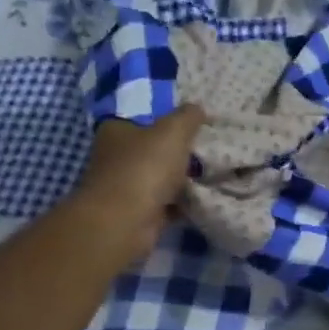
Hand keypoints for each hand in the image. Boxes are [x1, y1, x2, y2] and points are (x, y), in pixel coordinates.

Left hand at [70, 106, 205, 265]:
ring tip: (213, 173)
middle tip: (209, 148)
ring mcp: (125, 187)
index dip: (167, 119)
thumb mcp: (172, 131)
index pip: (142, 118)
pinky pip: (166, 203)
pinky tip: (204, 198)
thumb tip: (197, 108)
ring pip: (160, 177)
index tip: (194, 123)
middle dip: (178, 151)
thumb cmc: (145, 167)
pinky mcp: (138, 213)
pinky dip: (182, 203)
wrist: (125, 221)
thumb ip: (187, 117)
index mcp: (116, 130)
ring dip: (181, 179)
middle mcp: (116, 157)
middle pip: (153, 149)